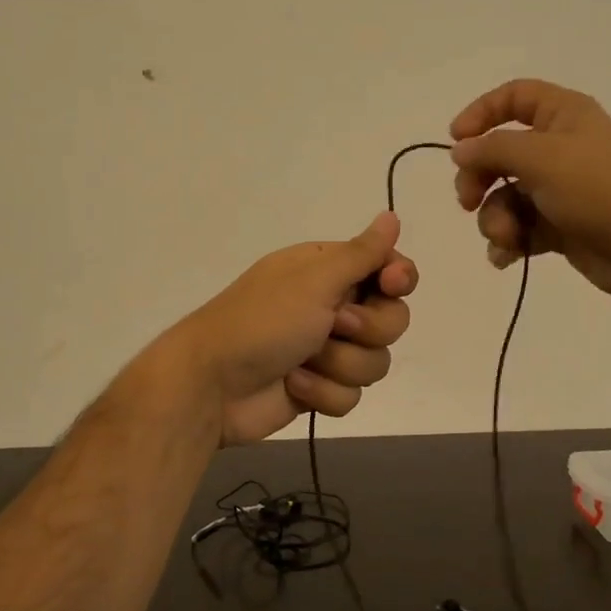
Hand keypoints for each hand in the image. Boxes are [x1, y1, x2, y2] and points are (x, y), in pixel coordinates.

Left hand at [169, 212, 418, 445]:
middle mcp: (331, 306)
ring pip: (374, 362)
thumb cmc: (262, 321)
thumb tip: (392, 216)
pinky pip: (351, 395)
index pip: (387, 268)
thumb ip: (361, 253)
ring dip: (340, 365)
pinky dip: (323, 393)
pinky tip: (293, 386)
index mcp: (327, 270)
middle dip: (368, 329)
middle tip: (335, 326)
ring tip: (303, 361)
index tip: (392, 285)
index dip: (399, 279)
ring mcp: (326, 350)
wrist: (212, 384)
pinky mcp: (319, 389)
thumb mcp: (314, 280)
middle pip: (392, 319)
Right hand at [449, 79, 610, 302]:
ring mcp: (558, 190)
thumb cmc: (600, 190)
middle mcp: (559, 148)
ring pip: (504, 198)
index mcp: (563, 116)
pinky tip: (508, 257)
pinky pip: (519, 228)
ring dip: (495, 220)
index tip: (455, 141)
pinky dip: (509, 242)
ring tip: (508, 238)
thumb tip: (460, 150)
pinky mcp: (558, 227)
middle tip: (468, 202)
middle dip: (478, 179)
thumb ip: (493, 149)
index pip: (514, 98)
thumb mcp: (542, 158)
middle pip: (499, 154)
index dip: (481, 113)